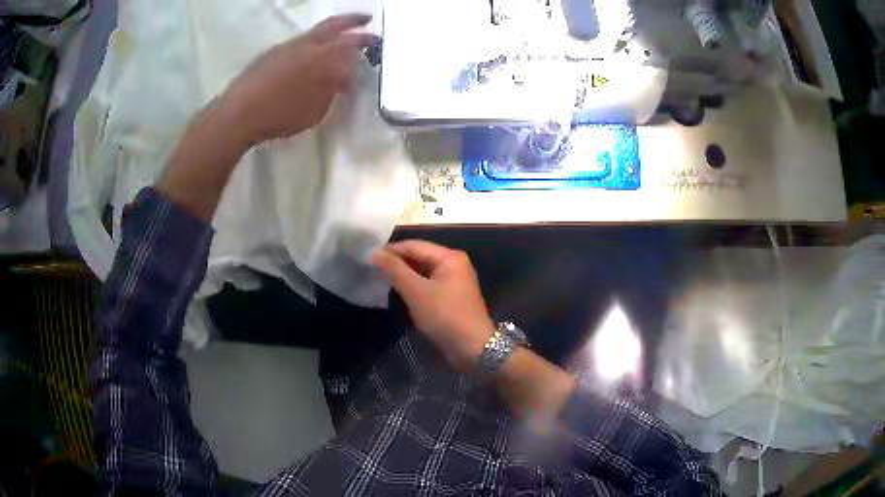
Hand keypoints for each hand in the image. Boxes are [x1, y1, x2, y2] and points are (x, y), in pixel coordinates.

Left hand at [218, 14, 377, 146]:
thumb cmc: (280, 115)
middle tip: (366, 19)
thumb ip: (332, 91)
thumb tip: (342, 80)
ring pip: (315, 32)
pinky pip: (300, 41)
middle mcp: (306, 45)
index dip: (367, 43)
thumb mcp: (315, 111)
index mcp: (322, 57)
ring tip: (339, 38)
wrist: (239, 113)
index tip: (378, 44)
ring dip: (331, 31)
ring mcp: (287, 46)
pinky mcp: (272, 53)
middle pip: (334, 25)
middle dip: (353, 20)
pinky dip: (312, 43)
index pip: (352, 44)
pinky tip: (311, 54)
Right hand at [372, 241, 495, 370]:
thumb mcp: (417, 292)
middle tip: (371, 270)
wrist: (473, 349)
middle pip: (419, 257)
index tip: (367, 258)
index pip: (414, 245)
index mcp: (449, 257)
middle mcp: (454, 264)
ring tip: (380, 280)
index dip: (390, 250)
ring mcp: (454, 281)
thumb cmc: (445, 316)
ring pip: (422, 272)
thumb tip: (374, 252)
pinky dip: (413, 287)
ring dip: (403, 276)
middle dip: (396, 263)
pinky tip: (398, 293)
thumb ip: (395, 270)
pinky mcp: (452, 297)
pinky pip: (428, 285)